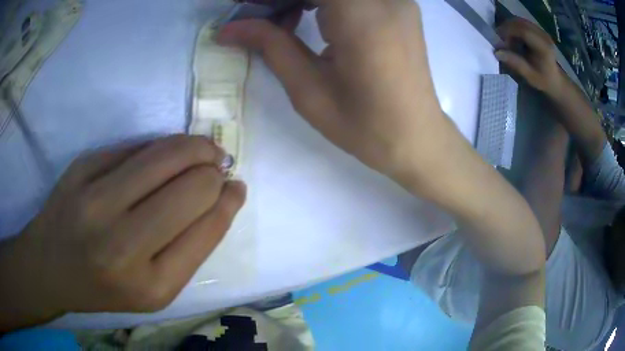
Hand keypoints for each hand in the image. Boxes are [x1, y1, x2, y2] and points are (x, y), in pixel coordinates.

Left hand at [0, 135, 245, 328]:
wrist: (52, 267)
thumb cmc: (106, 286)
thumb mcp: (154, 288)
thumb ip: (189, 245)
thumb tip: (223, 193)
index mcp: (150, 285)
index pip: (206, 228)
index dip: (228, 201)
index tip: (235, 186)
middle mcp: (121, 245)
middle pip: (191, 187)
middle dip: (215, 170)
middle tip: (219, 165)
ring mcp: (95, 200)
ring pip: (165, 154)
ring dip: (196, 146)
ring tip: (203, 150)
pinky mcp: (81, 168)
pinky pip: (134, 146)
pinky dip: (159, 145)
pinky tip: (164, 153)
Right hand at [216, 0, 456, 193]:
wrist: (416, 138)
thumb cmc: (365, 126)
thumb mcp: (308, 89)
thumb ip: (271, 45)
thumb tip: (229, 28)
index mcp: (362, 16)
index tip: (250, 9)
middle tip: (264, 17)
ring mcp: (398, 0)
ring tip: (286, 22)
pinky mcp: (401, 7)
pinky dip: (327, 1)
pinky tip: (316, 21)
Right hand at [496, 18, 564, 95]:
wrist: (555, 80)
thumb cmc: (543, 80)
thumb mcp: (530, 76)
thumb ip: (515, 63)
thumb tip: (497, 53)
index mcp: (543, 47)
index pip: (523, 31)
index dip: (508, 32)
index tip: (499, 40)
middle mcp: (543, 35)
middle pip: (520, 23)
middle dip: (507, 28)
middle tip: (500, 39)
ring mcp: (541, 31)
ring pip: (520, 21)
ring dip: (510, 27)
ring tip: (506, 39)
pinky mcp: (538, 29)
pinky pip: (522, 22)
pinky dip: (514, 27)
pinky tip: (513, 37)